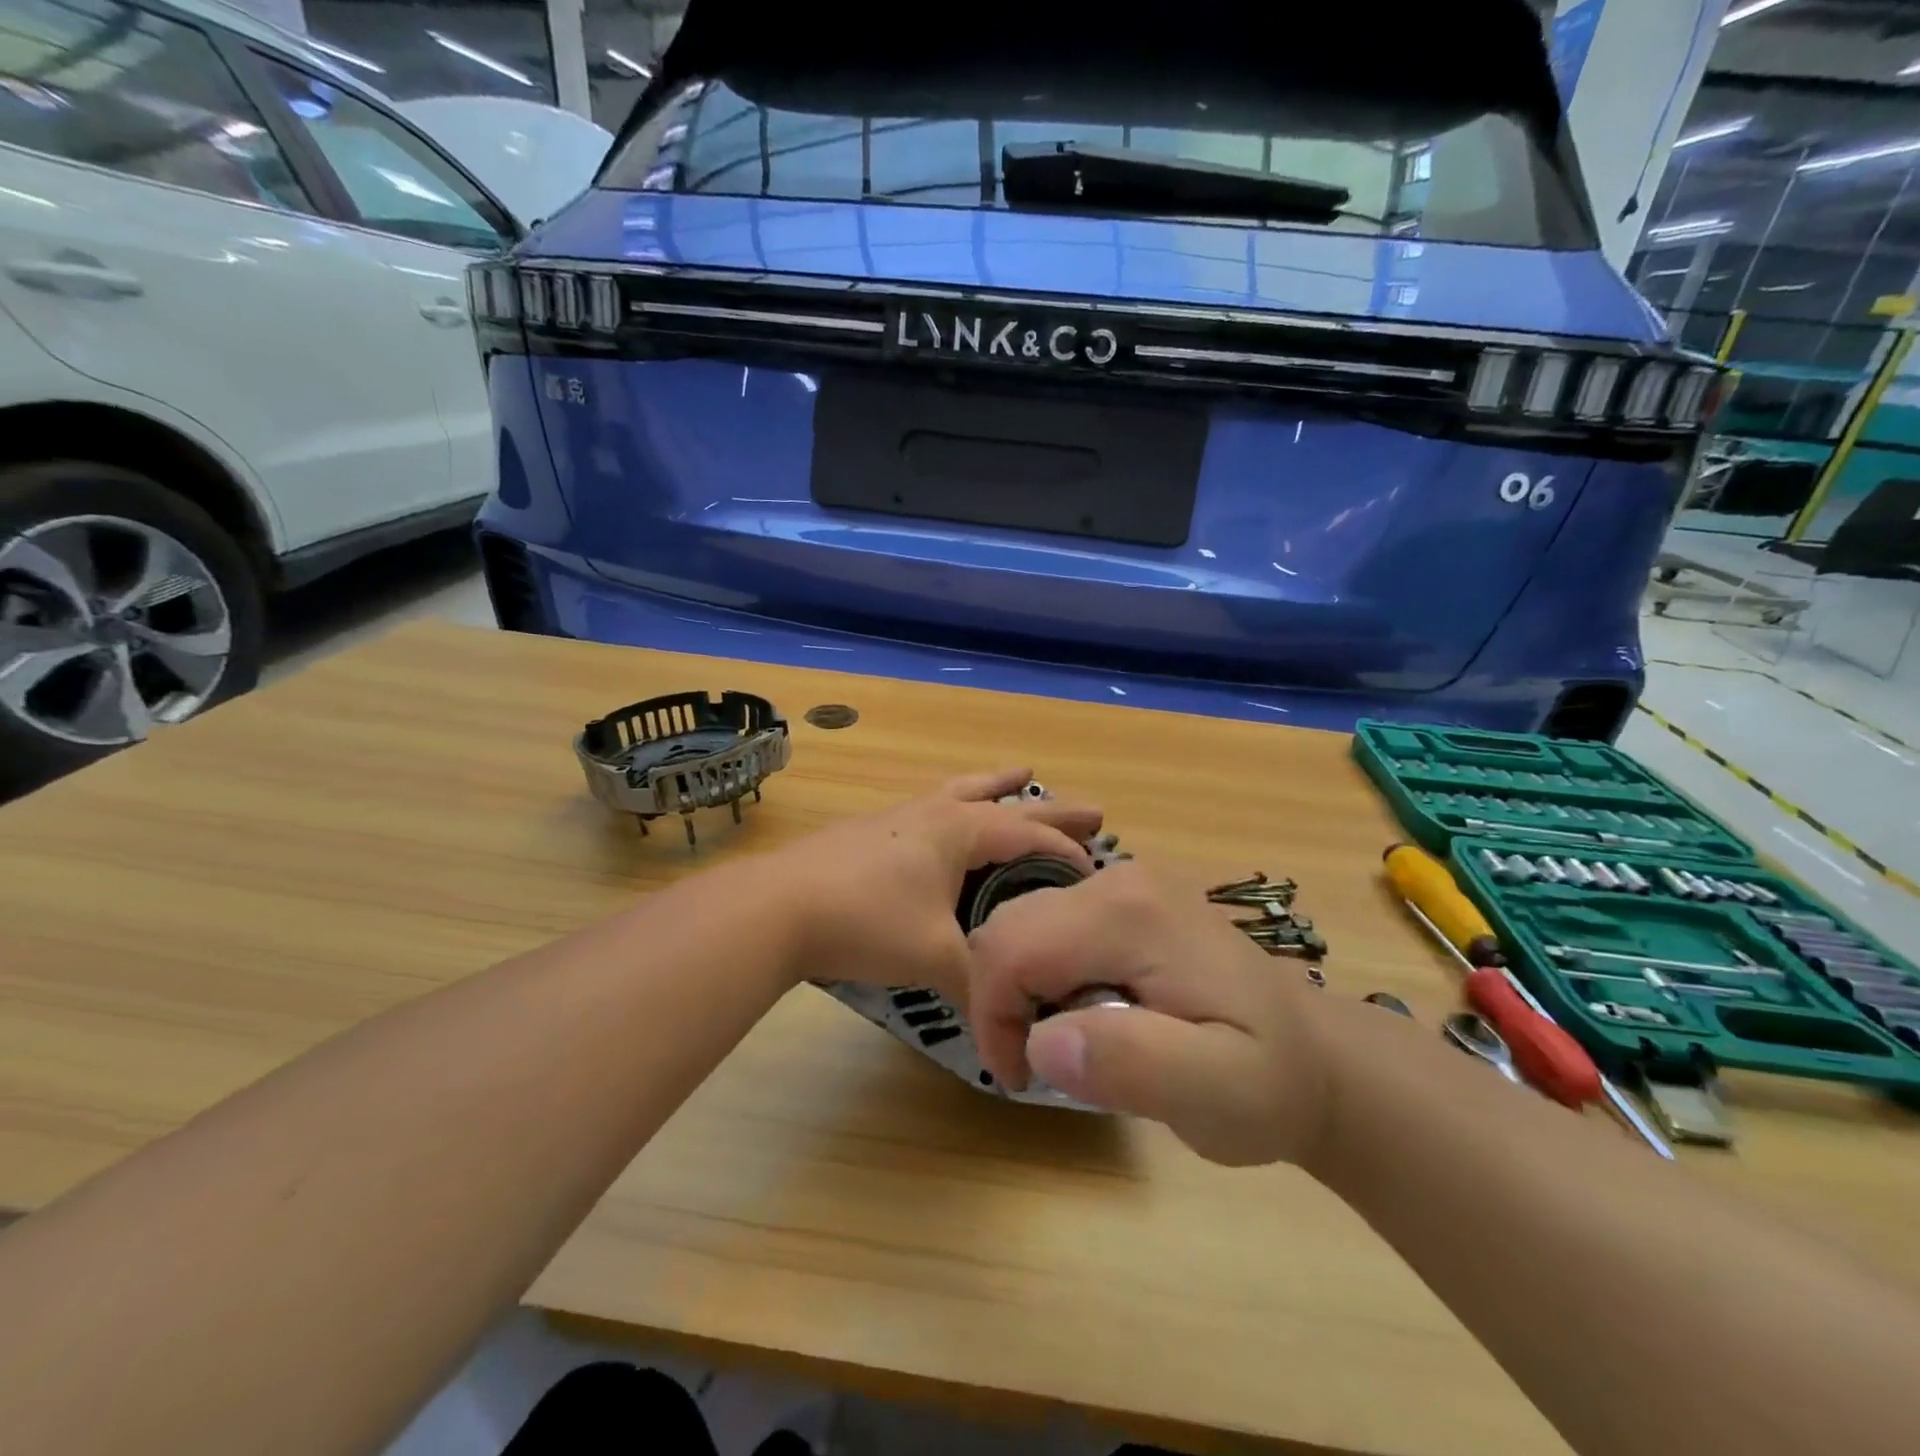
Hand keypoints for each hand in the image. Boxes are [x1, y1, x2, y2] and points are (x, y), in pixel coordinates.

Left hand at [772, 768, 1101, 998]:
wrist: (778, 908)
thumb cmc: (866, 921)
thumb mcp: (934, 957)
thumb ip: (979, 985)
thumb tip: (1008, 1030)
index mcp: (960, 829)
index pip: (1030, 836)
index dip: (1068, 854)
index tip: (1100, 872)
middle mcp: (935, 812)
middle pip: (1006, 802)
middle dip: (1051, 808)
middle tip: (1093, 808)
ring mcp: (900, 817)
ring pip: (962, 792)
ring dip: (997, 787)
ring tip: (1020, 773)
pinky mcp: (872, 832)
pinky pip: (932, 809)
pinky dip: (958, 806)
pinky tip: (946, 818)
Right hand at [965, 861, 1332, 1166]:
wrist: (1317, 1053)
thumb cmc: (1271, 1081)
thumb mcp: (1220, 1094)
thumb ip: (1134, 1064)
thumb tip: (1042, 1042)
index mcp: (1129, 915)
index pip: (1012, 947)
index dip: (994, 1016)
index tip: (1022, 1078)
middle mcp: (1117, 879)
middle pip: (1008, 925)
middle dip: (1000, 999)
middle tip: (1038, 1065)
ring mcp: (1122, 882)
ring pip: (1022, 923)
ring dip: (1019, 988)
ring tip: (1066, 1043)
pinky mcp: (1125, 897)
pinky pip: (1049, 925)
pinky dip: (1040, 972)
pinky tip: (1084, 1011)